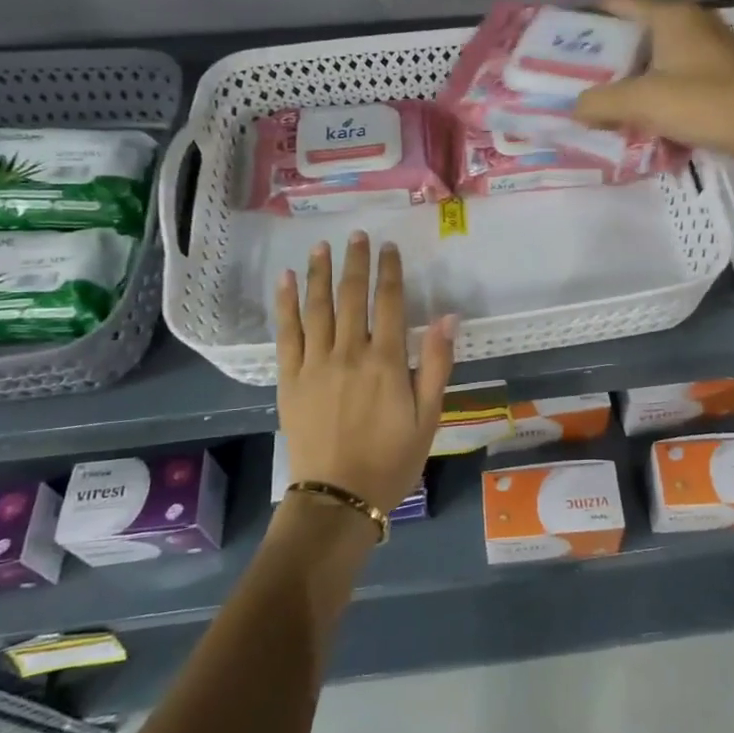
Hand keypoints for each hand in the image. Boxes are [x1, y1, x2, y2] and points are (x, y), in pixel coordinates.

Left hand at [275, 232, 455, 518]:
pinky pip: (287, 333)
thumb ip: (436, 363)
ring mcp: (315, 363)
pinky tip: (284, 280)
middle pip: (352, 296)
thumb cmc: (391, 459)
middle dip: (356, 262)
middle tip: (357, 235)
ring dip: (319, 273)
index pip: (389, 302)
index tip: (390, 248)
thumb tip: (449, 316)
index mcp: (386, 361)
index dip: (390, 271)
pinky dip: (285, 304)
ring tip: (321, 246)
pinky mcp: (289, 378)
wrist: (339, 498)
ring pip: (317, 307)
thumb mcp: (428, 416)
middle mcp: (349, 352)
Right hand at [574, 0, 733, 163]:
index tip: (571, 28)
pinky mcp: (726, 72)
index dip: (595, 12)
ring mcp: (714, 46)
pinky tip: (650, 107)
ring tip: (612, 91)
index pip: (624, 2)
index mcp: (672, 16)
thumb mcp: (640, 102)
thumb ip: (600, 102)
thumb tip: (576, 107)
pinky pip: (681, 71)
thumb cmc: (700, 102)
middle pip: (643, 28)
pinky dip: (661, 83)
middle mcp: (694, 21)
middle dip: (614, 48)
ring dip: (638, 70)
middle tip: (585, 68)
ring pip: (663, 52)